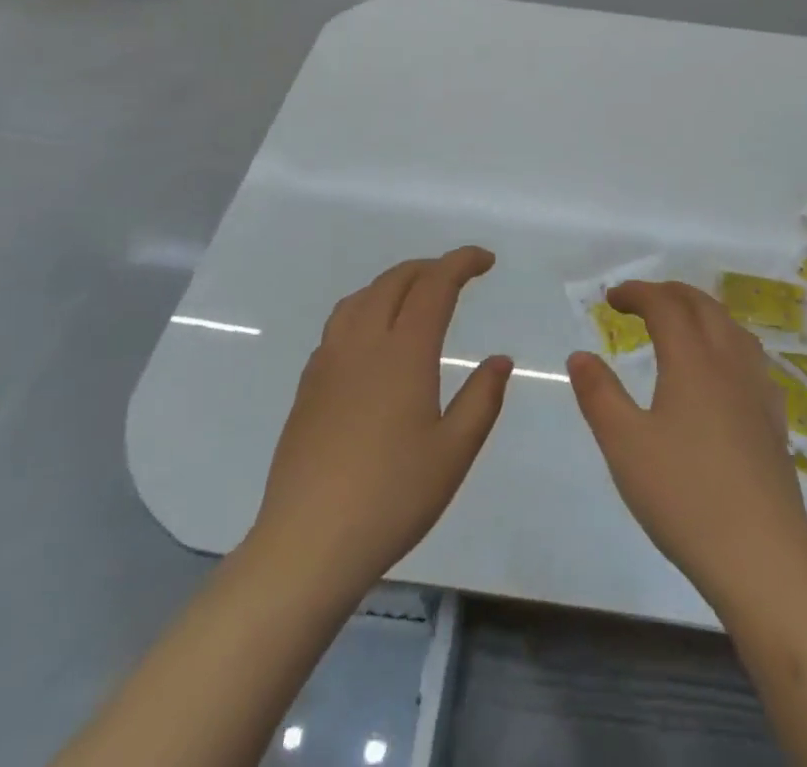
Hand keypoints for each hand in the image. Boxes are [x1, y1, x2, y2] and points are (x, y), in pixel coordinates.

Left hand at [250, 247, 511, 595]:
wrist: (307, 544)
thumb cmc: (391, 498)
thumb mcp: (453, 453)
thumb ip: (481, 399)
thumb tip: (499, 360)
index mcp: (404, 353)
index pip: (434, 285)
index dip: (461, 262)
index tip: (486, 260)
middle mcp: (363, 344)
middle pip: (395, 281)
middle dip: (430, 267)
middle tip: (458, 276)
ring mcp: (329, 362)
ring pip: (361, 297)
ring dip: (394, 283)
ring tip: (416, 296)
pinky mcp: (308, 386)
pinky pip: (339, 324)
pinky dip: (366, 308)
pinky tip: (374, 338)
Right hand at [567, 280, 806, 607]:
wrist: (762, 555)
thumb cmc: (684, 496)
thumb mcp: (624, 446)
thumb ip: (599, 394)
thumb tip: (580, 355)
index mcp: (691, 359)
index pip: (664, 305)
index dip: (637, 293)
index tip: (612, 298)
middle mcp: (729, 361)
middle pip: (702, 305)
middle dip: (669, 293)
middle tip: (641, 302)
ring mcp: (757, 388)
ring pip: (731, 326)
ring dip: (701, 312)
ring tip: (680, 325)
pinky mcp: (774, 417)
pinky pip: (750, 356)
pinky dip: (726, 341)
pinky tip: (722, 370)